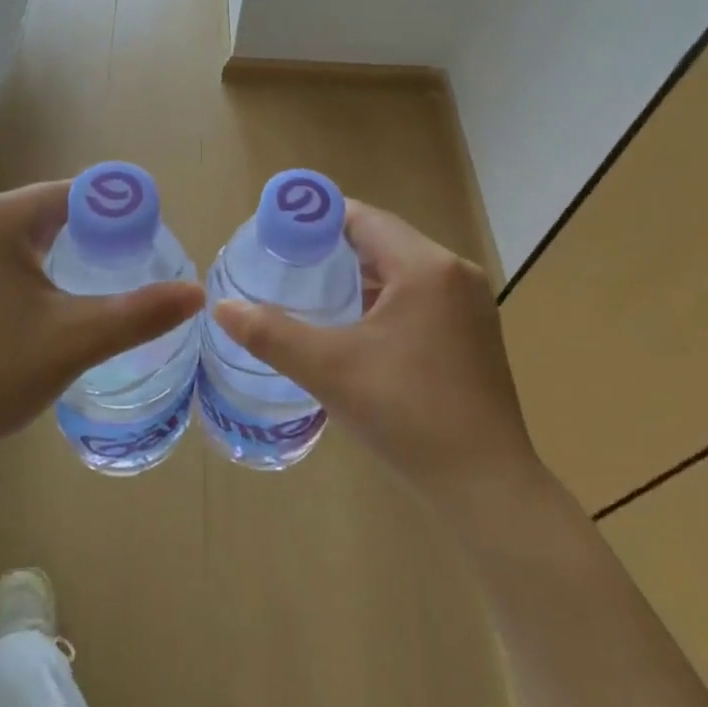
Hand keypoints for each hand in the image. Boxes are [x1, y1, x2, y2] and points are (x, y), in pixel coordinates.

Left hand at [0, 180, 203, 478]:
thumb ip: (140, 312)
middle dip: (48, 246)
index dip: (98, 212)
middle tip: (66, 293)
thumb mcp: (76, 342)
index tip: (121, 236)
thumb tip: (197, 293)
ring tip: (15, 316)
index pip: (60, 196)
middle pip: (15, 219)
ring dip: (1, 265)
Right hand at [212, 201, 541, 509]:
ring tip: (313, 290)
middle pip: (383, 239)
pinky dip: (385, 298)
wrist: (485, 488)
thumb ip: (271, 334)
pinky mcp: (475, 332)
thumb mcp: (330, 370)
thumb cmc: (408, 415)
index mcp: (426, 267)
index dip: (317, 219)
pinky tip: (356, 324)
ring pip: (403, 269)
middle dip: (334, 248)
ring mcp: (471, 304)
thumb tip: (221, 307)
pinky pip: (420, 295)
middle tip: (287, 264)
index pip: (363, 218)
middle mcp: (455, 273)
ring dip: (360, 274)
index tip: (277, 233)